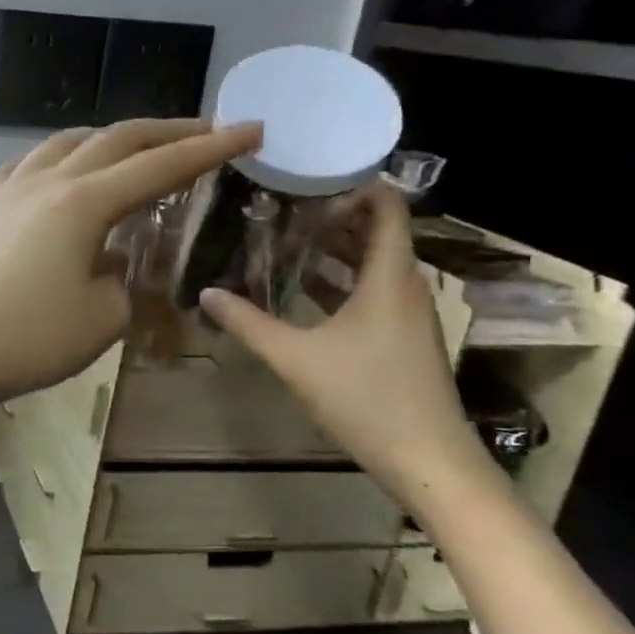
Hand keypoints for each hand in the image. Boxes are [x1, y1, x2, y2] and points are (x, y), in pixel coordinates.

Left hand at [0, 119, 262, 410]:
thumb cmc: (34, 339)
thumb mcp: (105, 315)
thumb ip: (123, 274)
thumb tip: (112, 252)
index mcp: (84, 203)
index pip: (160, 167)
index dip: (210, 148)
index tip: (250, 130)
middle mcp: (48, 180)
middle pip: (115, 139)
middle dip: (167, 131)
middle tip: (206, 130)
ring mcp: (11, 188)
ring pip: (67, 141)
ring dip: (110, 137)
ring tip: (135, 148)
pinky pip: (29, 162)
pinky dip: (60, 156)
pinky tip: (64, 169)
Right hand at [199, 182, 486, 502]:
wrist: (428, 461)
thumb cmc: (365, 397)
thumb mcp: (294, 358)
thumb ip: (248, 322)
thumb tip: (206, 291)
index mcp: (389, 278)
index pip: (387, 208)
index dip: (357, 182)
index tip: (312, 172)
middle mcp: (404, 288)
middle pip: (377, 233)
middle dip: (334, 213)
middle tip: (283, 203)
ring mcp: (407, 315)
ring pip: (373, 264)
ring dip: (334, 249)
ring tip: (285, 238)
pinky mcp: (402, 339)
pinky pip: (372, 292)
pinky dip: (341, 280)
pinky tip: (302, 289)